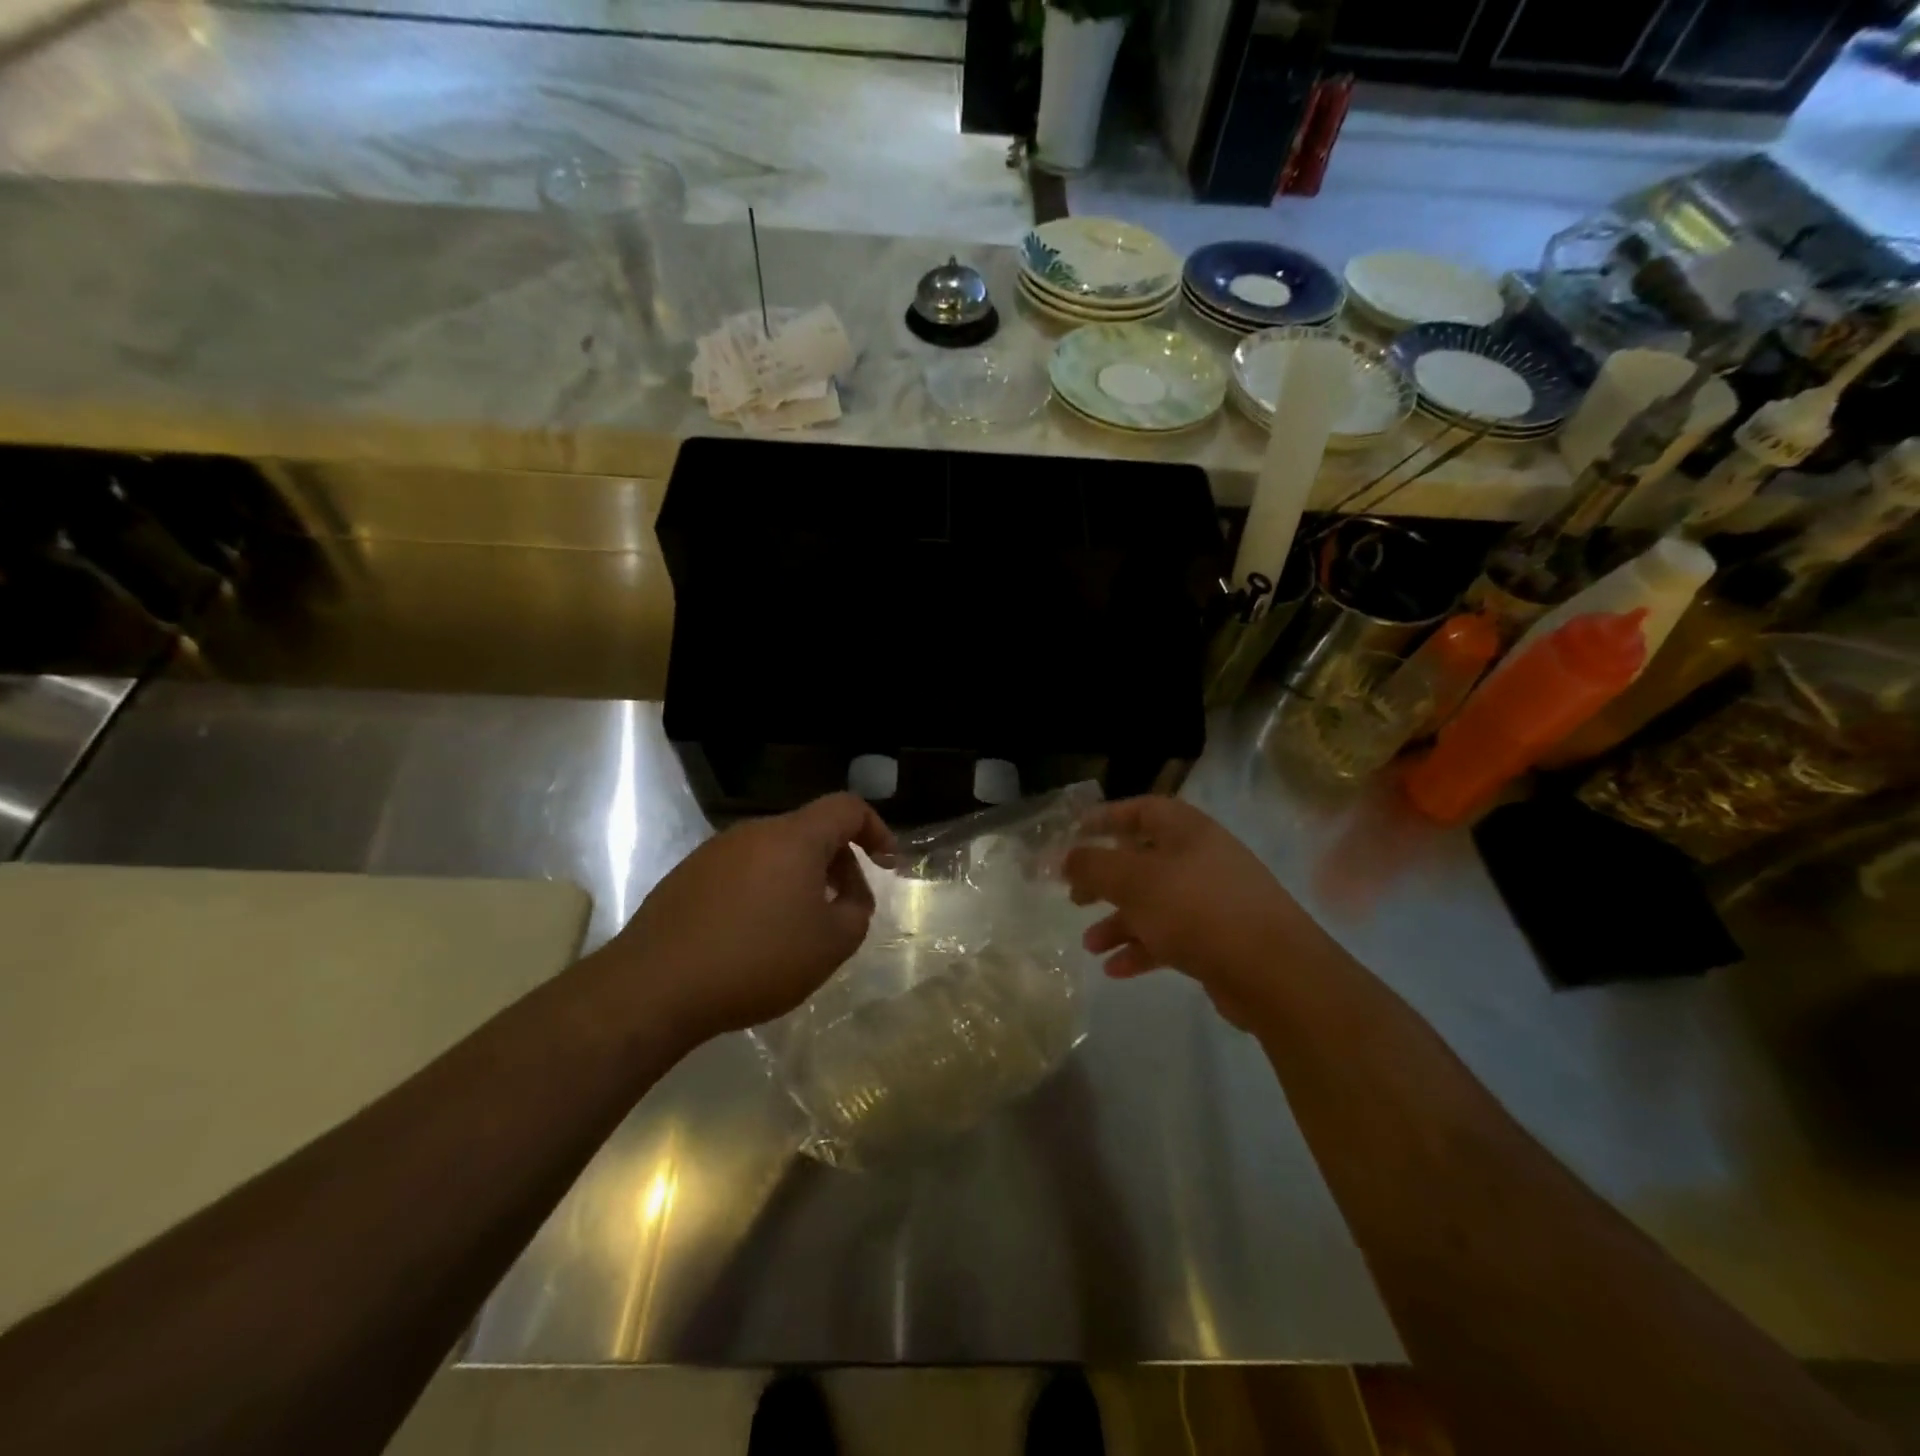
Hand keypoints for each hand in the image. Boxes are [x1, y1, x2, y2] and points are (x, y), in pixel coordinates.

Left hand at [606, 793, 894, 1042]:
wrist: (655, 986)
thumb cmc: (757, 959)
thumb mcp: (831, 945)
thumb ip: (857, 912)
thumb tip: (849, 898)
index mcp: (794, 837)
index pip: (847, 807)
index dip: (876, 829)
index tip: (888, 864)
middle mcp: (754, 831)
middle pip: (810, 831)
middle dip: (839, 864)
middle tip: (846, 909)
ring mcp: (715, 852)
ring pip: (775, 852)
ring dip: (801, 879)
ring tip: (801, 928)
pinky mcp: (686, 876)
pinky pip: (743, 871)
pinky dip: (764, 891)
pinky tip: (756, 936)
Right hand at [1063, 797, 1331, 1027]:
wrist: (1275, 972)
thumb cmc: (1197, 909)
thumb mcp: (1134, 881)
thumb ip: (1092, 866)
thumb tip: (1062, 857)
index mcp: (1186, 830)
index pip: (1141, 809)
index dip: (1105, 818)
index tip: (1073, 835)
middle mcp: (1201, 858)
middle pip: (1142, 859)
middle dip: (1104, 879)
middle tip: (1074, 897)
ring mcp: (1213, 899)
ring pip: (1154, 902)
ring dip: (1118, 921)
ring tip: (1089, 945)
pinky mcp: (1219, 938)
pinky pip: (1170, 935)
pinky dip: (1142, 948)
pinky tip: (1116, 970)